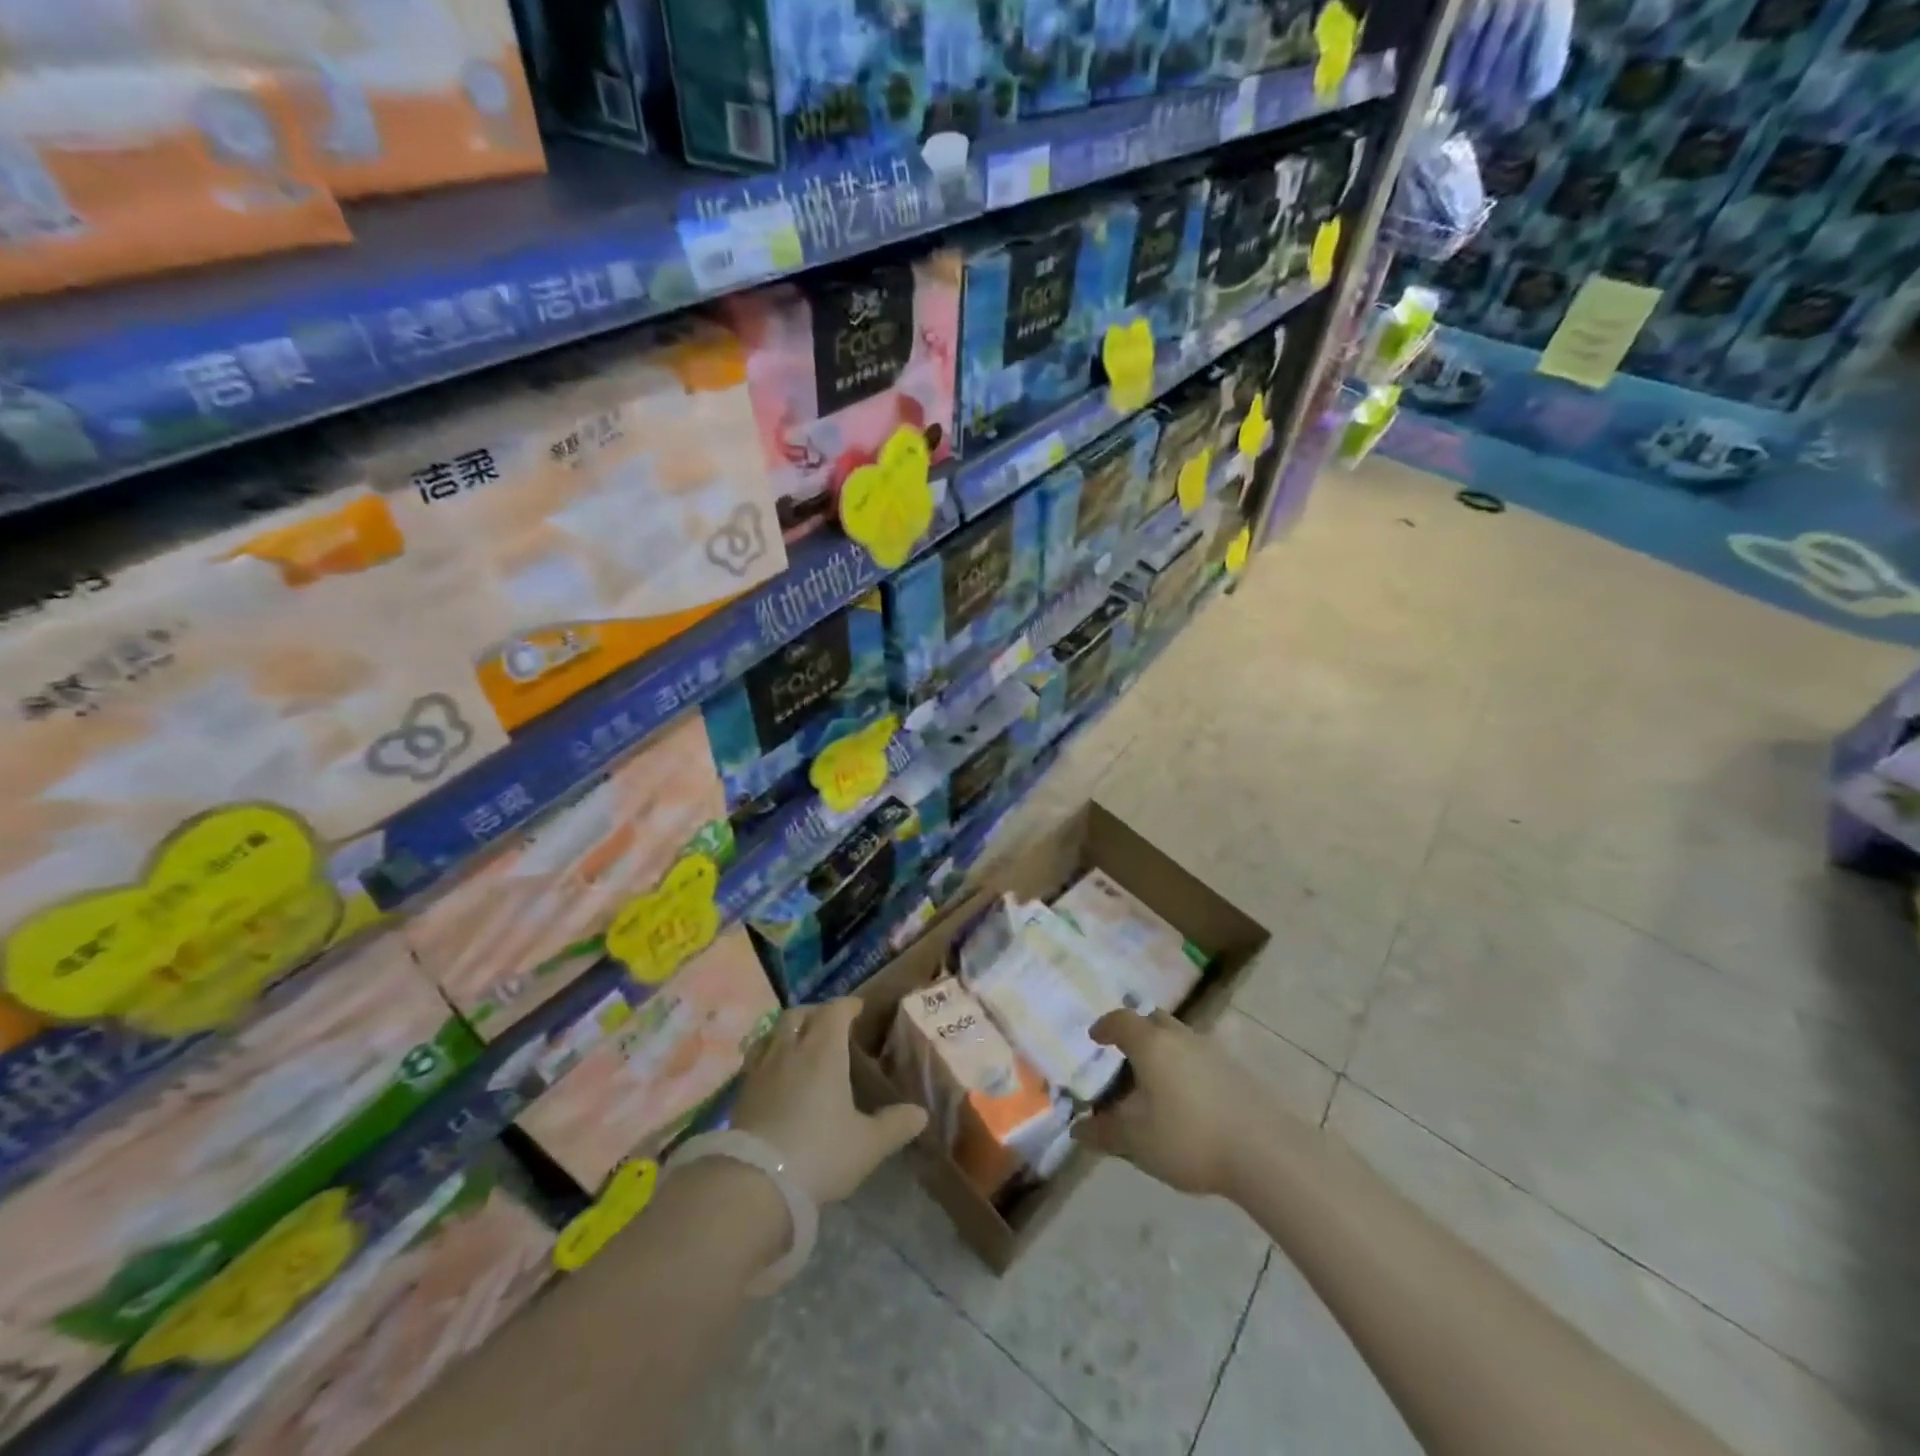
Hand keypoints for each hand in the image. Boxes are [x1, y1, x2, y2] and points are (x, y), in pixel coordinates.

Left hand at [730, 999, 927, 1204]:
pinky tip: (777, 1074)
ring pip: (773, 1031)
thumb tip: (920, 1114)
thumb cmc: (819, 1154)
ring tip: (800, 1044)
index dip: (847, 1006)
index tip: (858, 1010)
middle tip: (830, 1025)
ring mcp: (761, 1068)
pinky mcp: (741, 1092)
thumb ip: (895, 1125)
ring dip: (789, 1030)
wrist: (754, 1184)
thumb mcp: (867, 1145)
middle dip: (816, 1013)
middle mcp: (790, 1049)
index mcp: (823, 1050)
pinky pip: (757, 1056)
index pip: (835, 1010)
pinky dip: (770, 1053)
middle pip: (799, 1014)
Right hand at [1071, 1008, 1276, 1197]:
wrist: (1265, 1152)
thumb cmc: (1188, 1138)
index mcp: (1151, 1044)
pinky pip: (1200, 1057)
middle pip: (1153, 1020)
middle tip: (1125, 1056)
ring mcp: (1212, 1050)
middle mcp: (1180, 1036)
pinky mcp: (1236, 1070)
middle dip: (1136, 1032)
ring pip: (1179, 1037)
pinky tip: (1188, 1099)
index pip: (1121, 1020)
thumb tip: (1078, 1129)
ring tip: (1155, 1081)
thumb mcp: (1136, 1141)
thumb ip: (1104, 1132)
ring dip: (1164, 1050)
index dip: (1105, 1026)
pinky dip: (1186, 1067)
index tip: (1095, 1038)